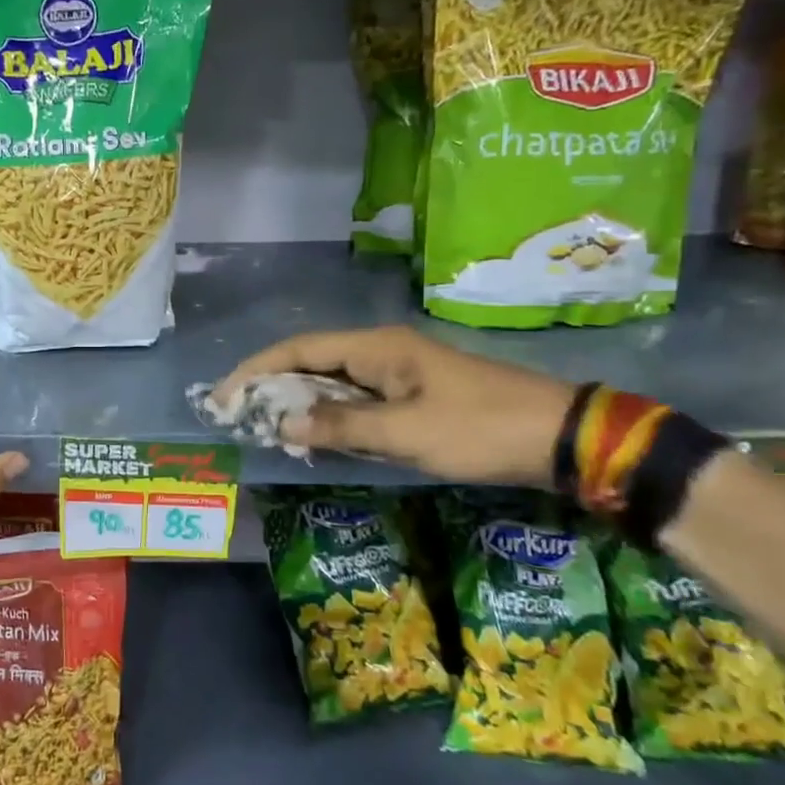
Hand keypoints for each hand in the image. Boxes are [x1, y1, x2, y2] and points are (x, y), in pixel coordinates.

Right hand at [214, 326, 574, 486]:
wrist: (560, 436)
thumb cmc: (480, 428)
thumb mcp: (408, 432)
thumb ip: (343, 427)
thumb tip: (285, 425)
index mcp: (377, 347)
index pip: (300, 349)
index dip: (257, 370)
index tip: (224, 396)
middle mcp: (382, 352)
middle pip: (312, 362)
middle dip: (272, 387)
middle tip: (238, 417)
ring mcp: (399, 373)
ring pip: (334, 382)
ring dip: (300, 402)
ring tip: (266, 427)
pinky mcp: (413, 394)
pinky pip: (357, 400)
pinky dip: (331, 416)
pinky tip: (317, 436)